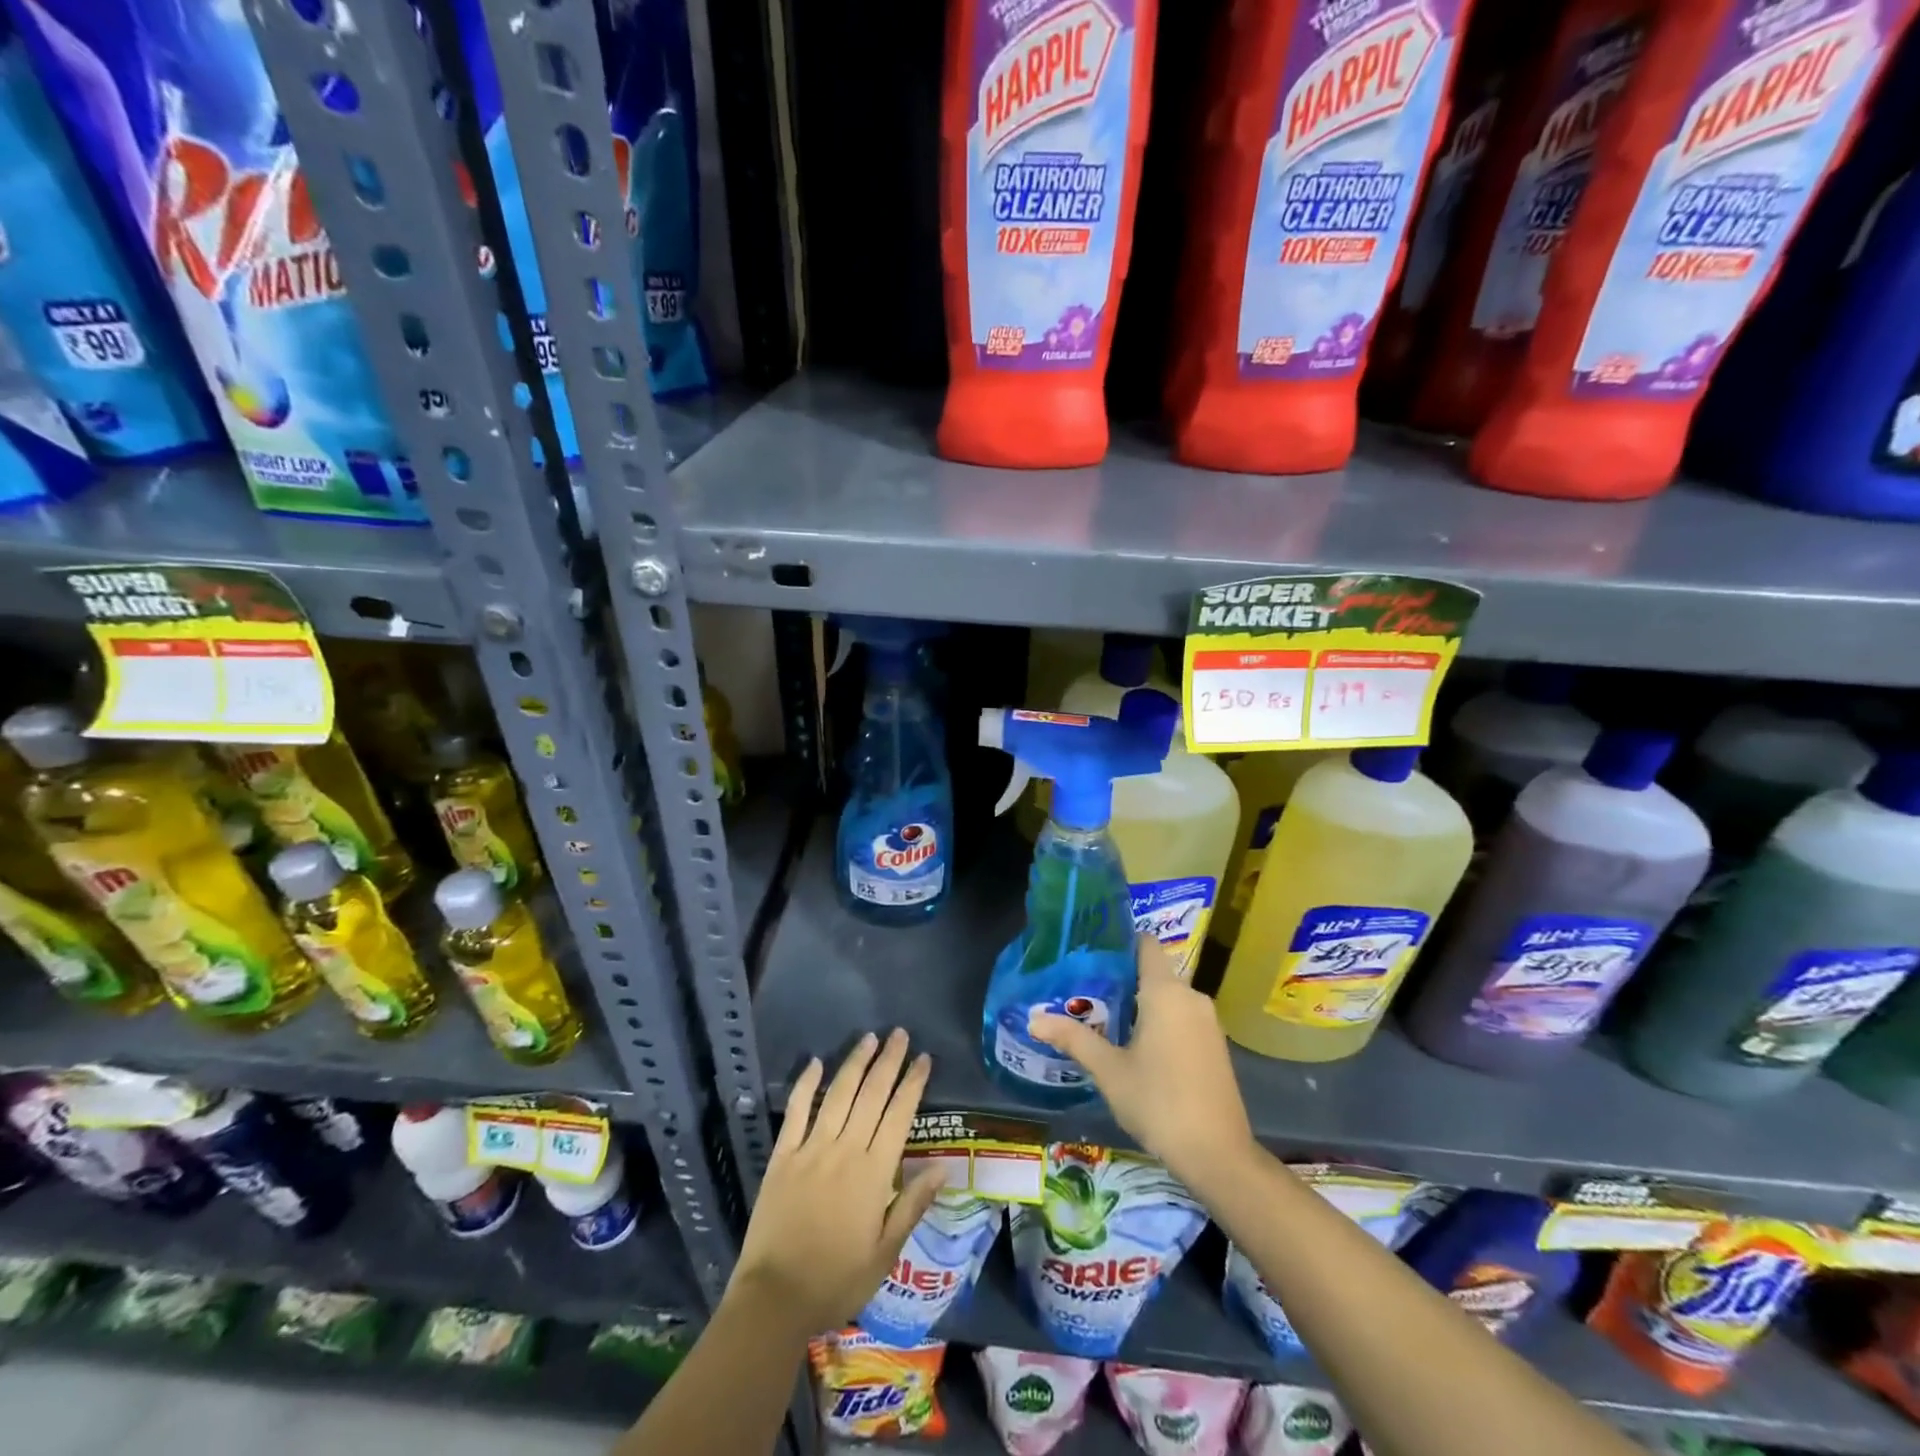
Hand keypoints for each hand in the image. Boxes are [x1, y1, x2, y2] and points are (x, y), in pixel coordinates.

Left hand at [731, 1029, 946, 1333]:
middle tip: (900, 1034)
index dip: (913, 1084)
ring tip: (869, 1038)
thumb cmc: (837, 1281)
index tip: (924, 1059)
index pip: (899, 1115)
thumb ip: (913, 1204)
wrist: (774, 1299)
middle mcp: (845, 1150)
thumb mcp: (885, 1253)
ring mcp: (811, 1149)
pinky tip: (815, 1062)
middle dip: (888, 1061)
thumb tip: (944, 1167)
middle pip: (871, 1095)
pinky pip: (796, 1111)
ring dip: (855, 1063)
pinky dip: (806, 1084)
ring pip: (838, 1094)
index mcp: (873, 1173)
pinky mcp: (782, 1156)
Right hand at [1029, 936, 1254, 1188]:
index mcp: (1166, 992)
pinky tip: (1135, 1044)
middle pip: (1154, 971)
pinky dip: (1159, 1020)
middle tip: (1084, 989)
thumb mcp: (1109, 1071)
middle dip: (1121, 978)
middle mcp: (1191, 997)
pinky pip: (1182, 1017)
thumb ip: (1073, 1039)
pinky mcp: (1215, 1045)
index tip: (1092, 950)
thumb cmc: (1159, 1103)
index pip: (1146, 944)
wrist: (1218, 1155)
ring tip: (1102, 1016)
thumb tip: (1034, 1019)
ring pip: (1168, 997)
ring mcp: (1208, 1022)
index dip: (1120, 941)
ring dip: (1140, 1003)